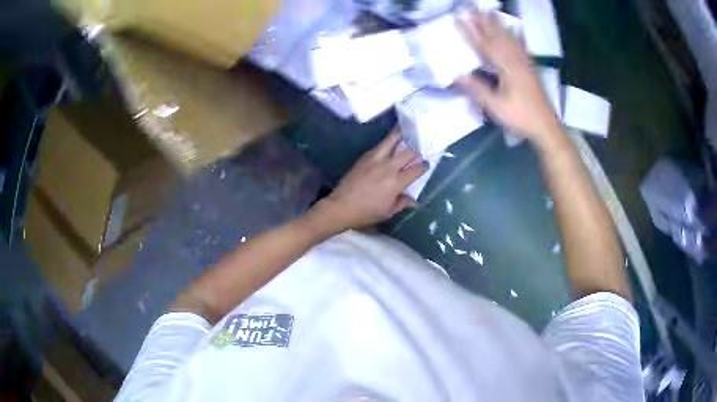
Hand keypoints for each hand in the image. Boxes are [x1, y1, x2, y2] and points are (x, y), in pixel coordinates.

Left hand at [316, 130, 428, 230]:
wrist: (341, 206)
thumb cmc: (366, 213)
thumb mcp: (388, 212)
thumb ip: (402, 203)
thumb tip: (413, 200)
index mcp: (396, 182)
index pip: (416, 169)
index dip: (424, 166)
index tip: (426, 164)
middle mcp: (388, 167)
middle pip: (408, 152)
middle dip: (416, 151)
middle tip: (418, 151)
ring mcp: (375, 159)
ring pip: (392, 141)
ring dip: (401, 136)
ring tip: (407, 132)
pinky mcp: (365, 157)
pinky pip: (380, 145)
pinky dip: (388, 143)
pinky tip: (390, 144)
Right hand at [456, 11, 561, 144]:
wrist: (546, 127)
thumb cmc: (520, 118)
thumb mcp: (496, 107)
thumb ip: (477, 89)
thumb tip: (456, 75)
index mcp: (506, 68)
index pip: (484, 45)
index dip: (471, 31)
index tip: (459, 18)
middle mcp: (516, 61)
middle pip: (498, 36)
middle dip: (484, 21)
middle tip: (474, 7)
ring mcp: (525, 63)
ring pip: (510, 39)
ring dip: (498, 24)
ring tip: (491, 12)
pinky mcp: (531, 68)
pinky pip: (521, 47)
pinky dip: (516, 36)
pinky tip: (514, 31)